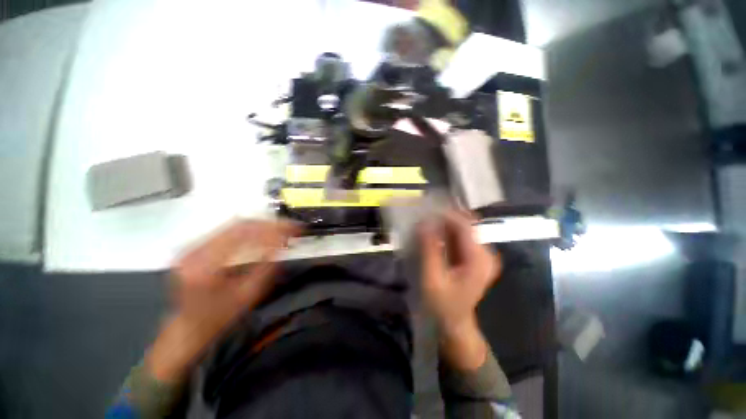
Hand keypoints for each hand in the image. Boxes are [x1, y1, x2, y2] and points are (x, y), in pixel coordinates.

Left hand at [147, 220, 298, 381]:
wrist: (189, 326)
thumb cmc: (221, 316)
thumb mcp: (248, 294)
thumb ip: (266, 266)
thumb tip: (283, 242)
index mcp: (205, 265)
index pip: (244, 234)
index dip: (273, 228)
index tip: (294, 228)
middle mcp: (195, 249)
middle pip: (239, 225)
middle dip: (270, 224)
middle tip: (291, 226)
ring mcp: (193, 245)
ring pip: (235, 225)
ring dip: (262, 225)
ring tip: (282, 229)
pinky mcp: (196, 245)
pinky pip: (228, 230)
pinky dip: (251, 230)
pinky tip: (264, 233)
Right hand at [419, 210, 500, 369]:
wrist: (454, 322)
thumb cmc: (442, 304)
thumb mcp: (432, 278)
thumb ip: (429, 249)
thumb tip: (424, 222)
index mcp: (479, 259)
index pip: (465, 226)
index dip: (446, 214)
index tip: (426, 210)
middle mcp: (485, 253)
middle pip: (466, 223)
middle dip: (444, 216)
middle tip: (424, 214)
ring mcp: (481, 253)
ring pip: (463, 227)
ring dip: (444, 222)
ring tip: (426, 220)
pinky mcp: (474, 255)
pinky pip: (460, 235)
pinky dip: (446, 230)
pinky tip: (433, 231)